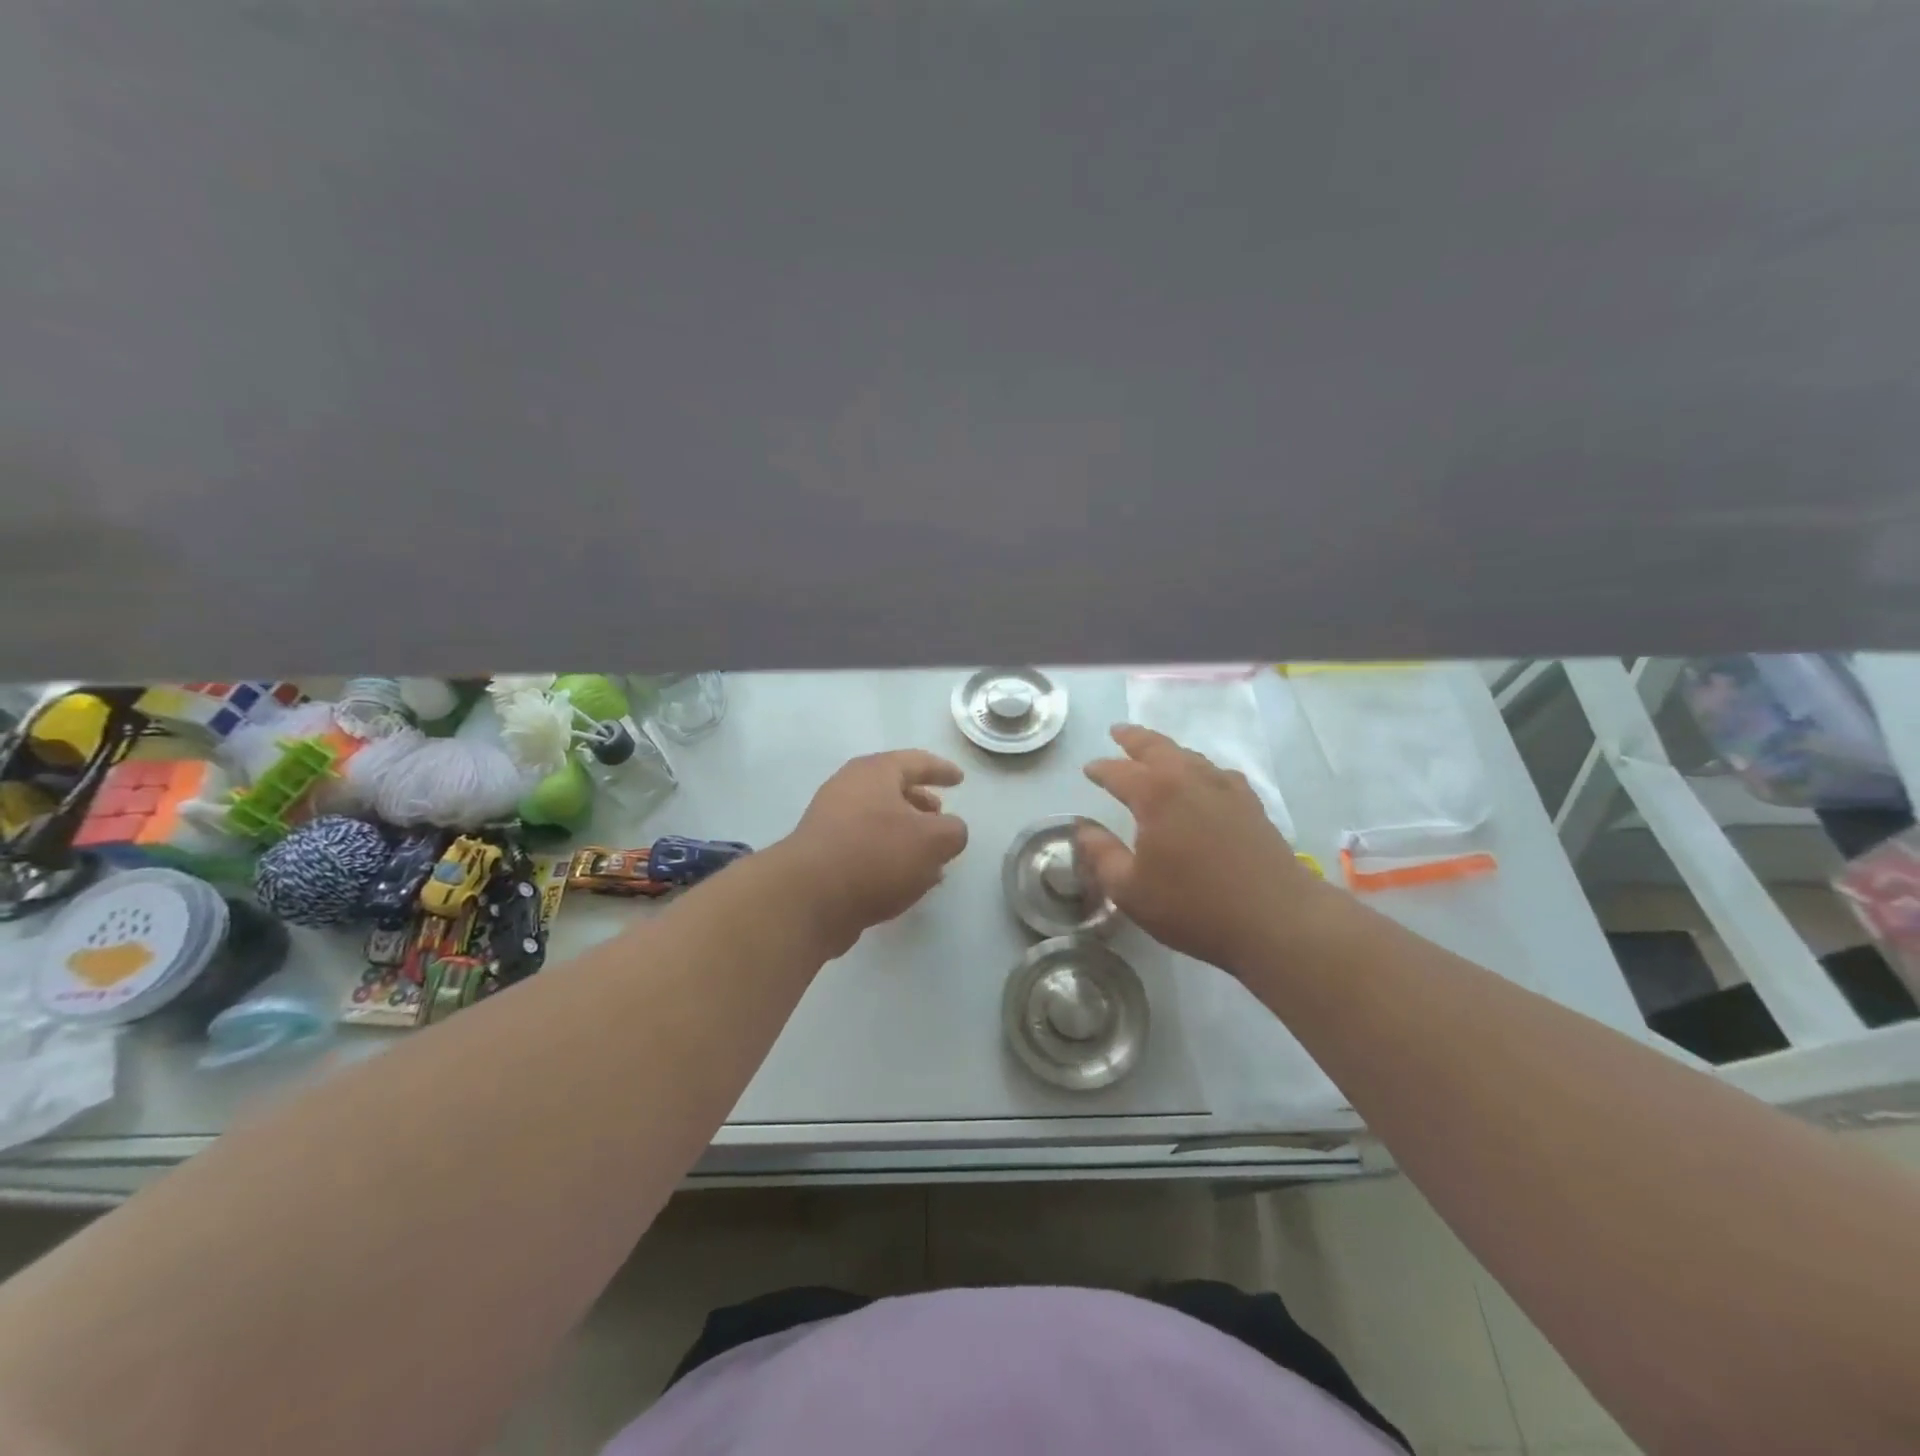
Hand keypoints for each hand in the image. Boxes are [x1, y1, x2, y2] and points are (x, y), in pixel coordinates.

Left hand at [779, 750, 969, 955]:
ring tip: (931, 857)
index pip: (917, 761)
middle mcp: (849, 789)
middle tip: (942, 816)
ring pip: (879, 821)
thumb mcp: (933, 841)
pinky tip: (906, 881)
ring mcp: (831, 822)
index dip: (942, 769)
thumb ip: (953, 831)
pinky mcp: (823, 856)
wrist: (808, 898)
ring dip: (907, 835)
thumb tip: (950, 832)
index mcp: (875, 772)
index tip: (960, 779)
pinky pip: (865, 848)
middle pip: (893, 790)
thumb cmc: (875, 854)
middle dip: (921, 803)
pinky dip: (889, 857)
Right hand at [1079, 724, 1324, 973]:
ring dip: (1167, 749)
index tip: (1088, 769)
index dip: (1100, 770)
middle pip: (1157, 747)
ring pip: (1189, 756)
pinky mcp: (1251, 804)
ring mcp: (1225, 788)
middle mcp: (1190, 779)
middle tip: (1117, 732)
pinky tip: (1204, 780)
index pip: (1119, 772)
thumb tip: (1084, 829)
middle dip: (1134, 738)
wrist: (1275, 919)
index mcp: (1155, 794)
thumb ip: (1102, 855)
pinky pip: (1218, 773)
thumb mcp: (1130, 889)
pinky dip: (1201, 768)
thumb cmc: (1193, 906)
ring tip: (1154, 752)